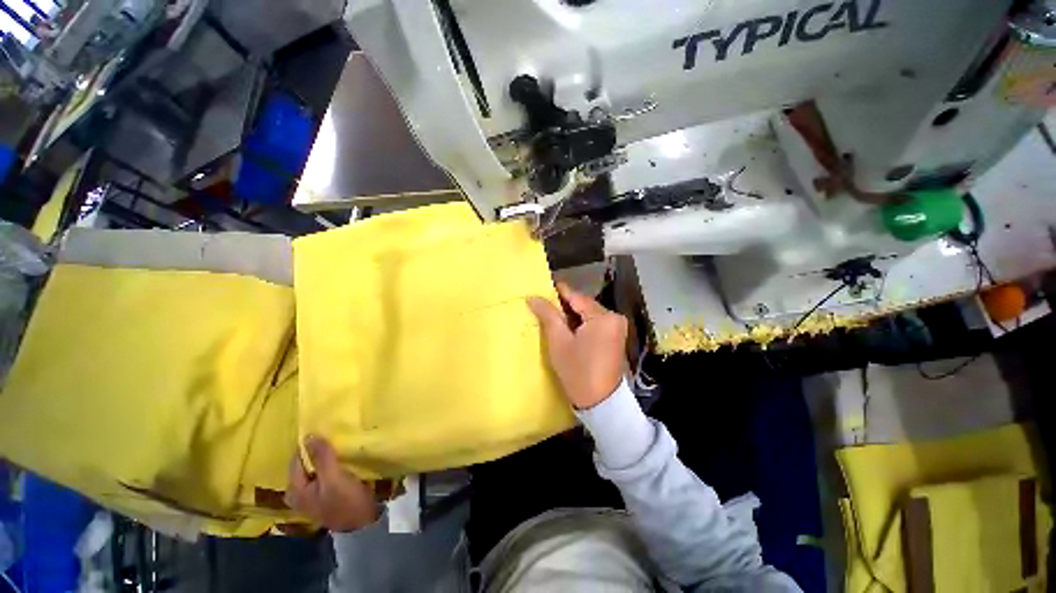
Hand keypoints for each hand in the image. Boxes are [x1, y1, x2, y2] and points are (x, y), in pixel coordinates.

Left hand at [286, 436, 378, 532]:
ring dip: (323, 457)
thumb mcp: (334, 477)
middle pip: (304, 464)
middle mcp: (297, 493)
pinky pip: (322, 473)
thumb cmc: (345, 501)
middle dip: (316, 451)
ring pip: (314, 468)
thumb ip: (321, 457)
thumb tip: (309, 436)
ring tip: (336, 445)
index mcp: (294, 490)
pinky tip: (338, 459)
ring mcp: (310, 495)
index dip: (309, 445)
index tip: (323, 430)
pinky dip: (328, 465)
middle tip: (331, 436)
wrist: (362, 522)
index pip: (297, 460)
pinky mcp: (322, 494)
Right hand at [527, 282, 628, 409]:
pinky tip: (567, 328)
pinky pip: (595, 323)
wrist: (600, 403)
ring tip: (551, 317)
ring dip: (571, 315)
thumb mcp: (559, 342)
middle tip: (543, 305)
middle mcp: (614, 317)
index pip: (576, 296)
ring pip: (588, 314)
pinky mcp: (615, 337)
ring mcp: (617, 327)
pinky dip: (581, 324)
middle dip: (564, 305)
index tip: (542, 286)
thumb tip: (533, 297)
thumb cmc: (577, 371)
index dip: (558, 291)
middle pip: (584, 304)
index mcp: (603, 316)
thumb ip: (547, 315)